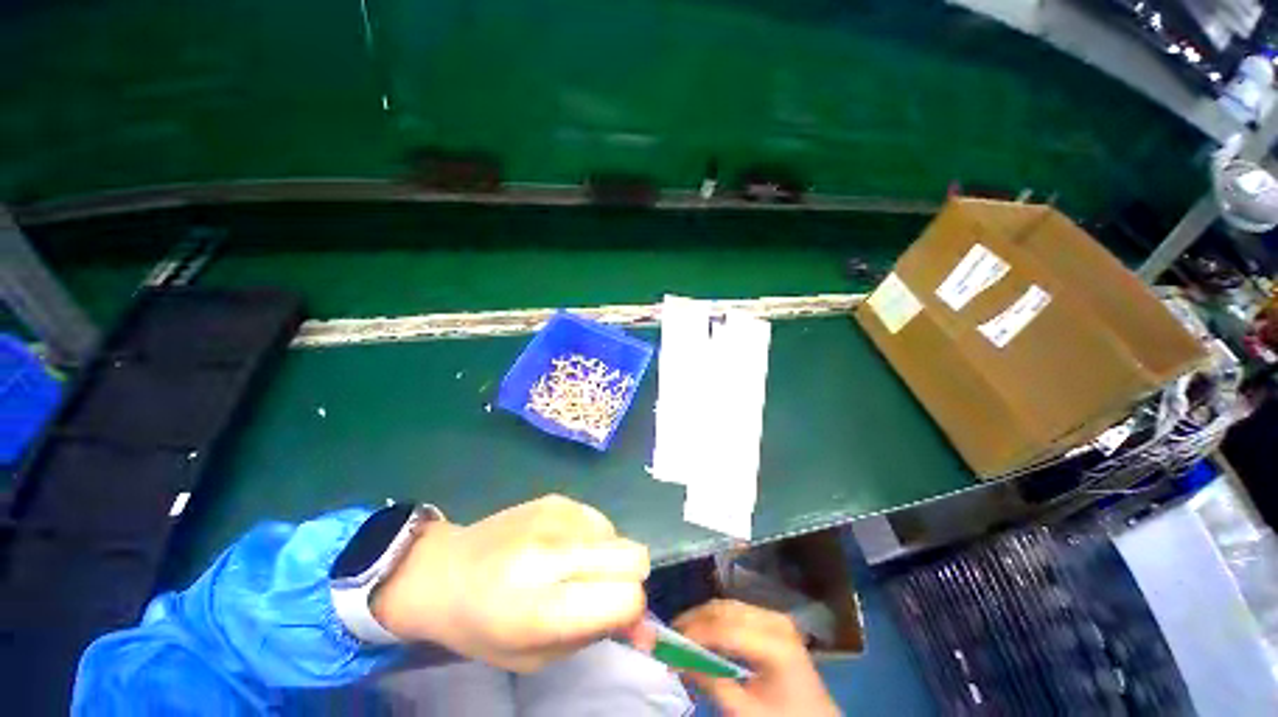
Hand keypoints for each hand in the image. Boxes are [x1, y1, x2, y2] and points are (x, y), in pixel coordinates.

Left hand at [371, 494, 649, 670]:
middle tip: (601, 590)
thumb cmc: (484, 626)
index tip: (616, 616)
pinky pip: (598, 520)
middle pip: (634, 556)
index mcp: (544, 607)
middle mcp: (555, 552)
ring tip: (572, 568)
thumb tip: (643, 626)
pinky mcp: (557, 498)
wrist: (444, 570)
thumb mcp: (534, 656)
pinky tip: (560, 546)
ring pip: (619, 536)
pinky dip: (591, 538)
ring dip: (606, 556)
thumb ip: (593, 637)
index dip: (631, 611)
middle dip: (629, 578)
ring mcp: (557, 517)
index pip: (626, 598)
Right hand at [674, 600, 838, 716]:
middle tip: (669, 635)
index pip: (724, 629)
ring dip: (703, 617)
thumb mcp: (746, 711)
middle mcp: (774, 620)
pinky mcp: (773, 621)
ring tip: (682, 633)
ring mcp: (775, 617)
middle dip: (694, 620)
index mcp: (774, 644)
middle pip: (725, 610)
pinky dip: (716, 620)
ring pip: (728, 606)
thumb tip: (677, 661)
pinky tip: (704, 633)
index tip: (667, 642)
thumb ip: (712, 683)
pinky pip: (738, 612)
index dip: (693, 633)